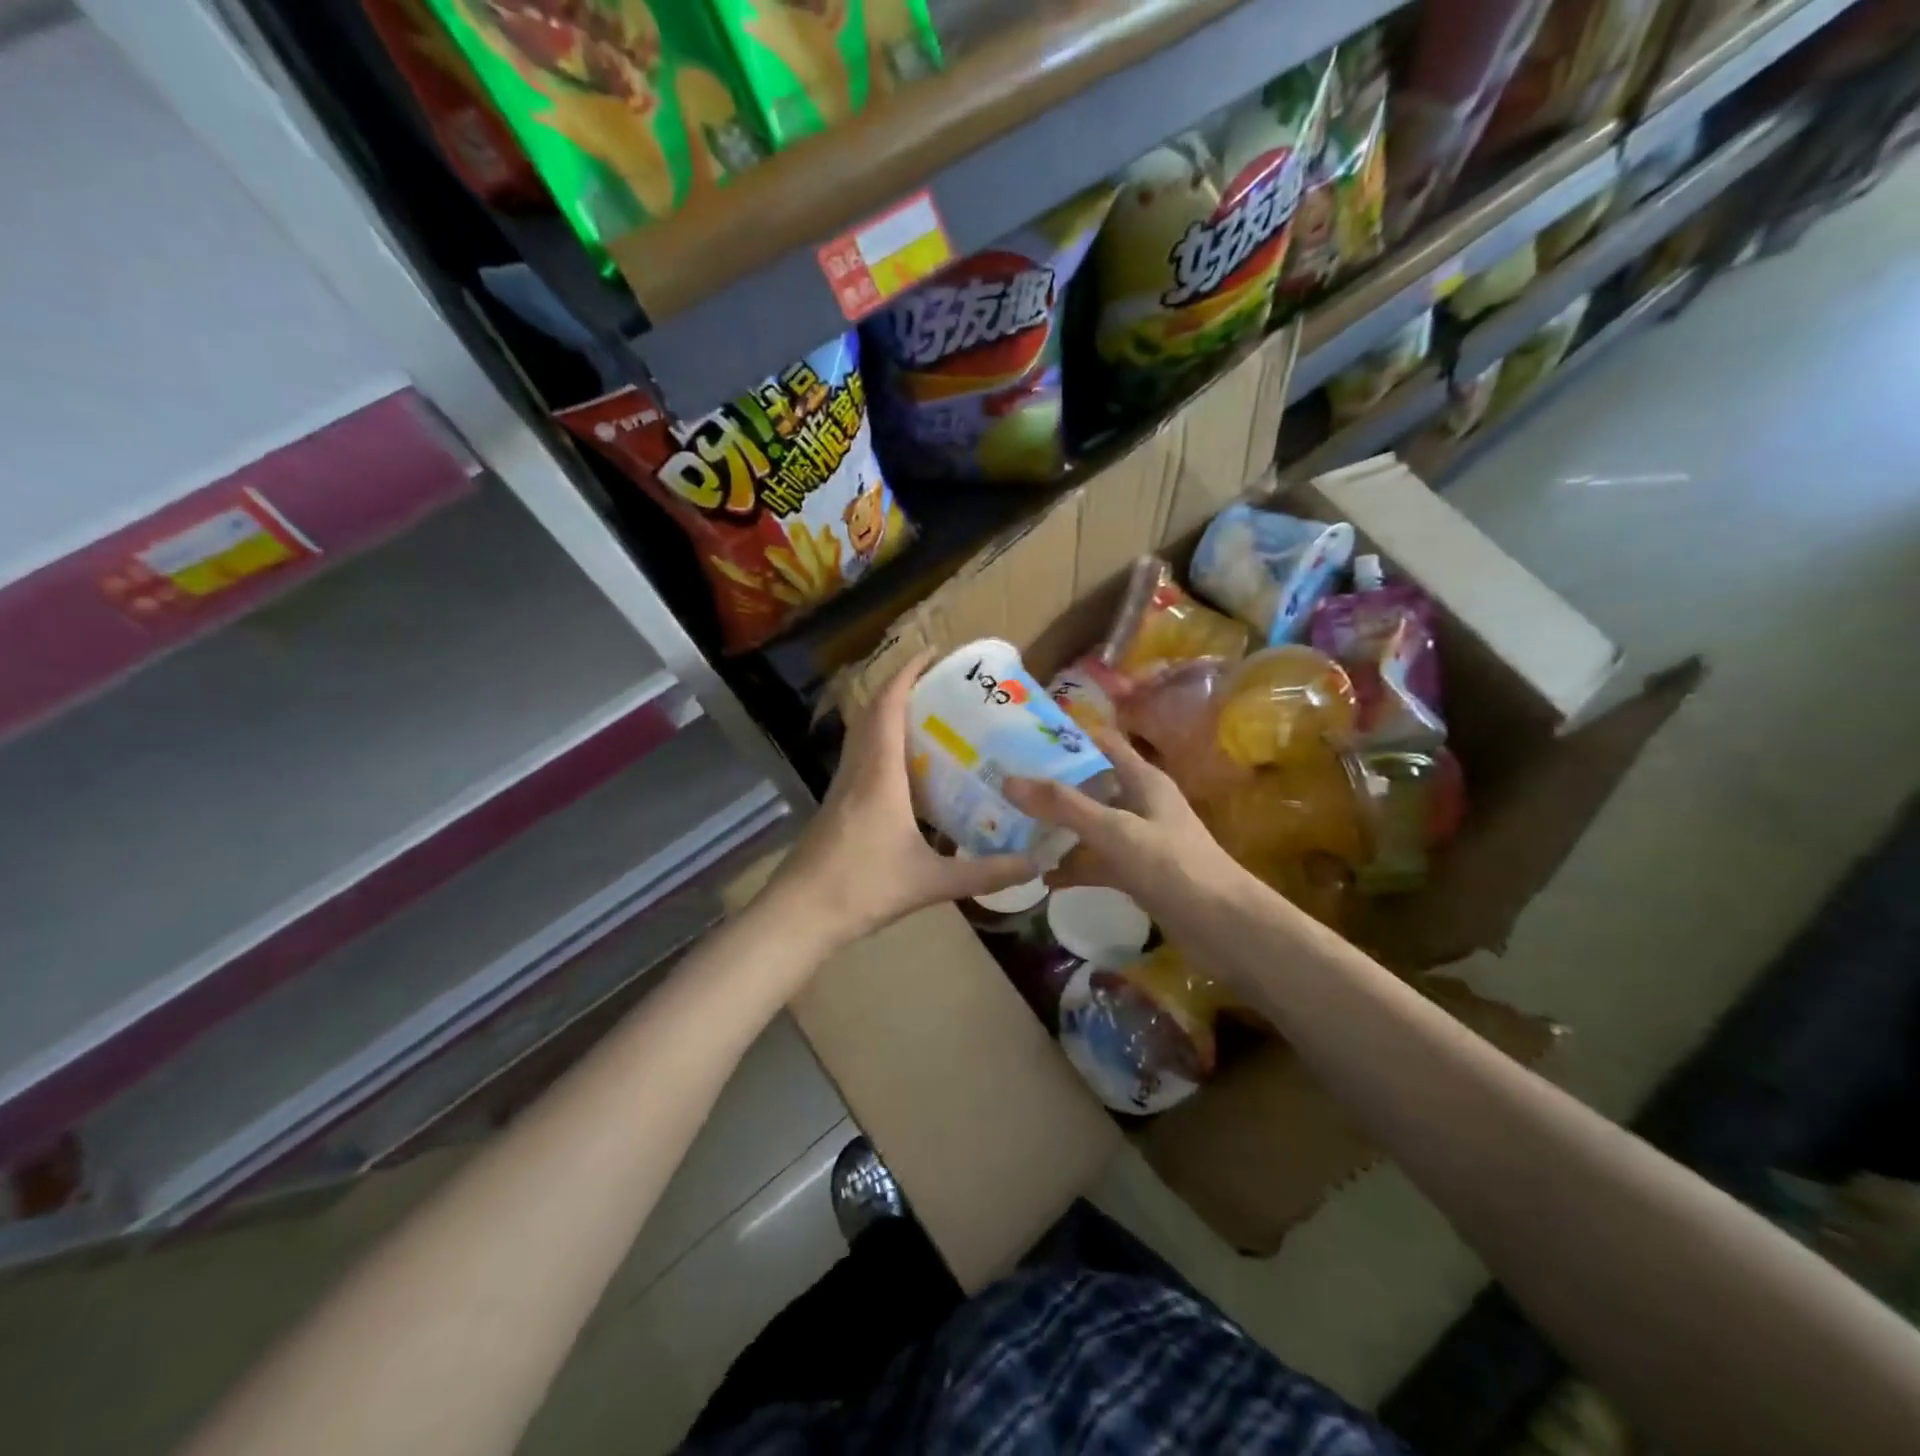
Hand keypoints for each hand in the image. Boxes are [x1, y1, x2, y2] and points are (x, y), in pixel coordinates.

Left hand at [769, 651, 1036, 946]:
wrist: (799, 915)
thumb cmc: (862, 888)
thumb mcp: (932, 882)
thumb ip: (986, 873)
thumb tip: (1037, 864)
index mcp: (879, 775)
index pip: (888, 706)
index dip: (907, 673)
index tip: (933, 654)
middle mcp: (857, 770)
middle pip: (872, 712)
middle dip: (902, 688)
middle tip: (940, 685)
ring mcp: (841, 788)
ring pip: (862, 735)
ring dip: (888, 715)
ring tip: (930, 719)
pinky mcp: (835, 806)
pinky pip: (861, 758)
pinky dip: (882, 745)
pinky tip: (908, 772)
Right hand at [1005, 729, 1243, 925]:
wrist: (1223, 928)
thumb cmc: (1173, 866)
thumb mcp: (1115, 831)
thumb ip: (1063, 806)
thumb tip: (1008, 780)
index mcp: (1143, 779)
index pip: (1102, 743)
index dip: (1068, 737)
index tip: (1023, 736)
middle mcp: (1140, 803)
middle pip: (1091, 785)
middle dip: (1052, 786)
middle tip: (1005, 786)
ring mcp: (1139, 840)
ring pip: (1091, 826)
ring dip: (1059, 829)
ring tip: (1013, 829)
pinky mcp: (1137, 873)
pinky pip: (1097, 862)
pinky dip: (1074, 867)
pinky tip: (1042, 877)